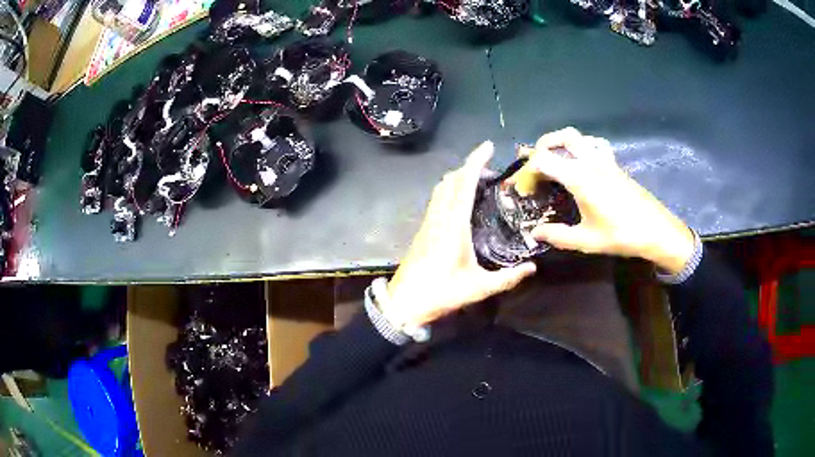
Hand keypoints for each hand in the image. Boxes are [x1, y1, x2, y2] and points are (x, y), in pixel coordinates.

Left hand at [383, 141, 536, 327]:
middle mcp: (439, 217)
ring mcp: (428, 222)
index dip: (476, 161)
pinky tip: (461, 201)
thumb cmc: (441, 293)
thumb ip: (508, 278)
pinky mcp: (423, 229)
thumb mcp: (479, 288)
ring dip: (458, 177)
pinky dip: (450, 189)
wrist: (404, 303)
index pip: (464, 184)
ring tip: (478, 181)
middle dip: (470, 167)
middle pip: (451, 180)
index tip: (487, 146)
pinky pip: (437, 199)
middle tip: (491, 170)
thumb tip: (533, 268)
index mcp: (454, 226)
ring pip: (441, 188)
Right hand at [520, 127, 694, 273]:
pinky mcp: (615, 165)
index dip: (527, 172)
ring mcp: (605, 160)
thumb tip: (536, 233)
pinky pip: (594, 145)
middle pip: (561, 138)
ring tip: (555, 159)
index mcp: (579, 177)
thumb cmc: (620, 235)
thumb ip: (558, 236)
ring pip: (579, 137)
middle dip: (541, 147)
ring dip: (562, 142)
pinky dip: (582, 147)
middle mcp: (590, 162)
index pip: (543, 160)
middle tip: (534, 166)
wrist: (655, 230)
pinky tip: (582, 162)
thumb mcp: (586, 241)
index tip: (524, 190)